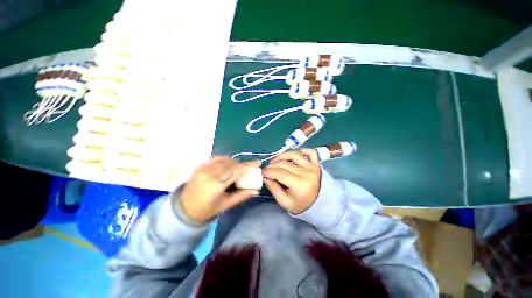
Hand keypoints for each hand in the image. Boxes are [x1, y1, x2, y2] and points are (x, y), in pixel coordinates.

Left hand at [177, 157, 260, 222]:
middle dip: (242, 165)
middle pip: (231, 164)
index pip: (235, 171)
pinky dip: (225, 160)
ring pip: (225, 160)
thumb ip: (242, 195)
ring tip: (239, 168)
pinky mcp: (200, 165)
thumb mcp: (226, 204)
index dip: (248, 166)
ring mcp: (203, 168)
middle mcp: (209, 173)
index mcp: (215, 185)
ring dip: (234, 162)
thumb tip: (256, 190)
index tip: (258, 163)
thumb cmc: (207, 209)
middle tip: (249, 168)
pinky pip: (217, 158)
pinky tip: (229, 164)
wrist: (185, 207)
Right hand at [262, 149, 320, 213]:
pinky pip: (311, 152)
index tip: (261, 172)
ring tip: (276, 161)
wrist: (319, 205)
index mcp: (298, 184)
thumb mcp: (284, 201)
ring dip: (282, 156)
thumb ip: (273, 188)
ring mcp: (312, 167)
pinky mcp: (316, 164)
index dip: (268, 171)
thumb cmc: (300, 204)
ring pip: (294, 155)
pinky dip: (304, 150)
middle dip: (272, 165)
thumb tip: (264, 176)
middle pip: (284, 164)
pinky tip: (296, 154)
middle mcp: (306, 173)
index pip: (279, 173)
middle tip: (267, 169)